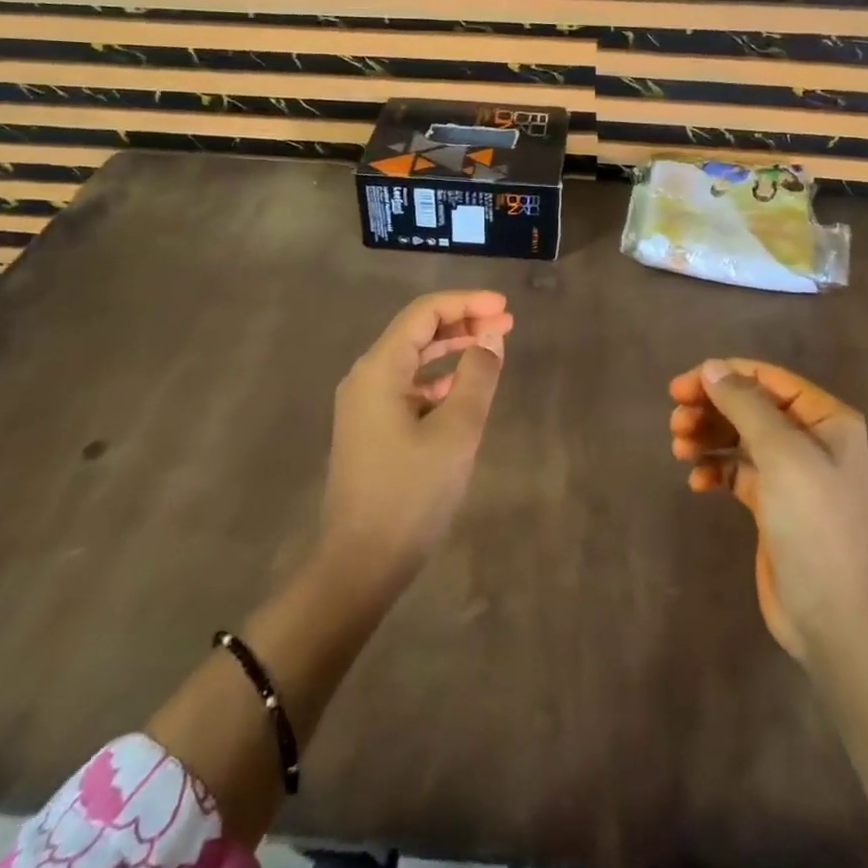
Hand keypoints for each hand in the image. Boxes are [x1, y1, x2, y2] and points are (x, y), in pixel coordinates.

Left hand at [321, 290, 513, 592]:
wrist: (361, 564)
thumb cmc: (411, 493)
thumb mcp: (456, 432)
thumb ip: (477, 375)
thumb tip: (491, 335)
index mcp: (379, 369)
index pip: (424, 313)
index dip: (466, 303)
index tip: (504, 307)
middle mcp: (366, 377)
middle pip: (417, 331)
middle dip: (462, 322)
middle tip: (506, 324)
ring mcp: (365, 404)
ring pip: (413, 359)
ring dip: (452, 348)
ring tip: (492, 347)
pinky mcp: (371, 428)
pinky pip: (408, 386)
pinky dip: (438, 378)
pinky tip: (464, 386)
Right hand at [669, 358, 867, 660]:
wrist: (834, 616)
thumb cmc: (813, 523)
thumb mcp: (781, 453)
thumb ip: (744, 404)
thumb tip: (711, 368)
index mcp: (826, 419)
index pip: (767, 379)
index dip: (722, 376)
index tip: (680, 388)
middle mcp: (811, 439)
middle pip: (749, 406)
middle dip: (710, 409)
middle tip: (675, 421)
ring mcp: (792, 473)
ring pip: (739, 437)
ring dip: (707, 436)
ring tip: (679, 448)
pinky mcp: (773, 504)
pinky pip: (736, 471)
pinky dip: (714, 469)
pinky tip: (697, 482)